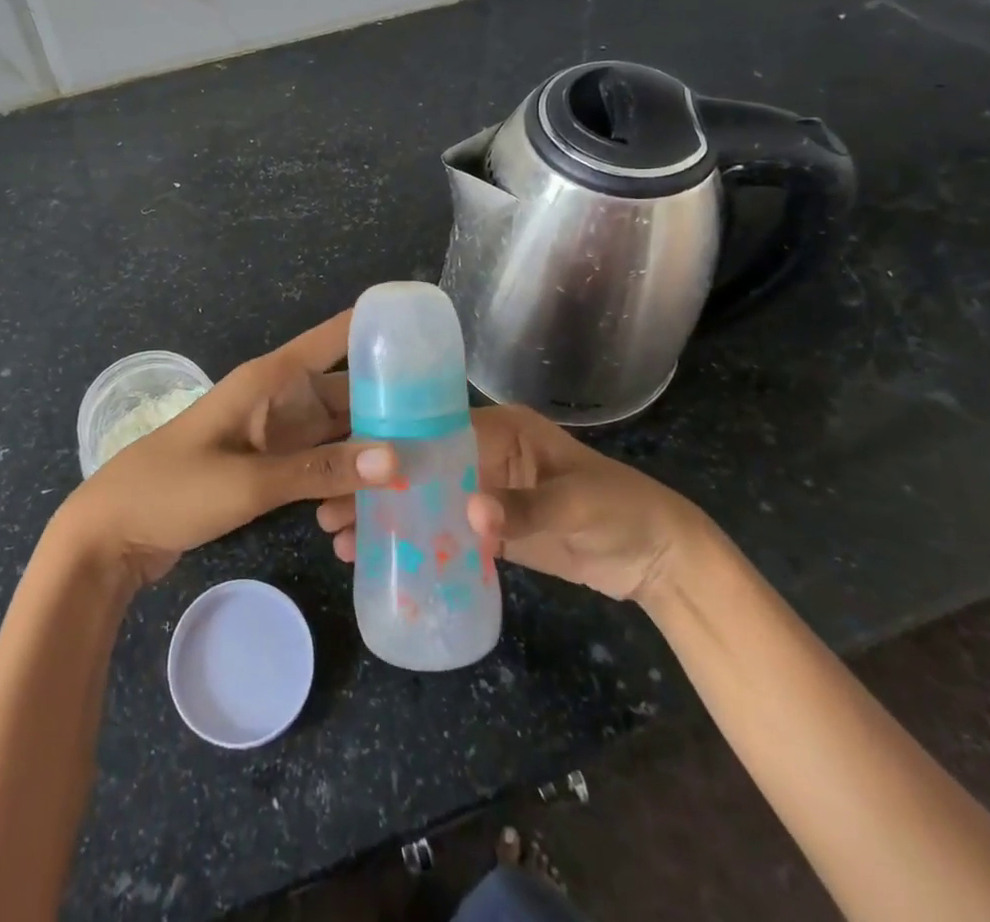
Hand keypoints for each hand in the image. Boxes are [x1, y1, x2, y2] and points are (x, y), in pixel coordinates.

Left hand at [54, 311, 396, 582]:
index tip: (427, 332)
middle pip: (345, 389)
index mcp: (269, 380)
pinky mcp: (268, 466)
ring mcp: (273, 434)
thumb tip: (396, 459)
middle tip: (448, 420)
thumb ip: (319, 471)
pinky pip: (318, 461)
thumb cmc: (173, 489)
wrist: (113, 532)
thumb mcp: (248, 481)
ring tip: (429, 456)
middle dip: (390, 401)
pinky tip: (380, 491)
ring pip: (336, 429)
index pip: (332, 338)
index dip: (375, 327)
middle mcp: (277, 399)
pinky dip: (345, 472)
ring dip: (371, 441)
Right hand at [316, 404, 700, 601]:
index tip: (348, 471)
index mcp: (501, 430)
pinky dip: (416, 542)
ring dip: (387, 516)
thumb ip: (525, 510)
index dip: (391, 450)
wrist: (660, 560)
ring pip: (424, 498)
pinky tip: (383, 559)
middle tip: (329, 512)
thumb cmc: (621, 511)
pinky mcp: (493, 528)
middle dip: (375, 486)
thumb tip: (470, 515)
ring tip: (343, 541)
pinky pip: (445, 530)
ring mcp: (487, 491)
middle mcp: (486, 453)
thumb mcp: (577, 505)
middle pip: (419, 465)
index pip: (434, 431)